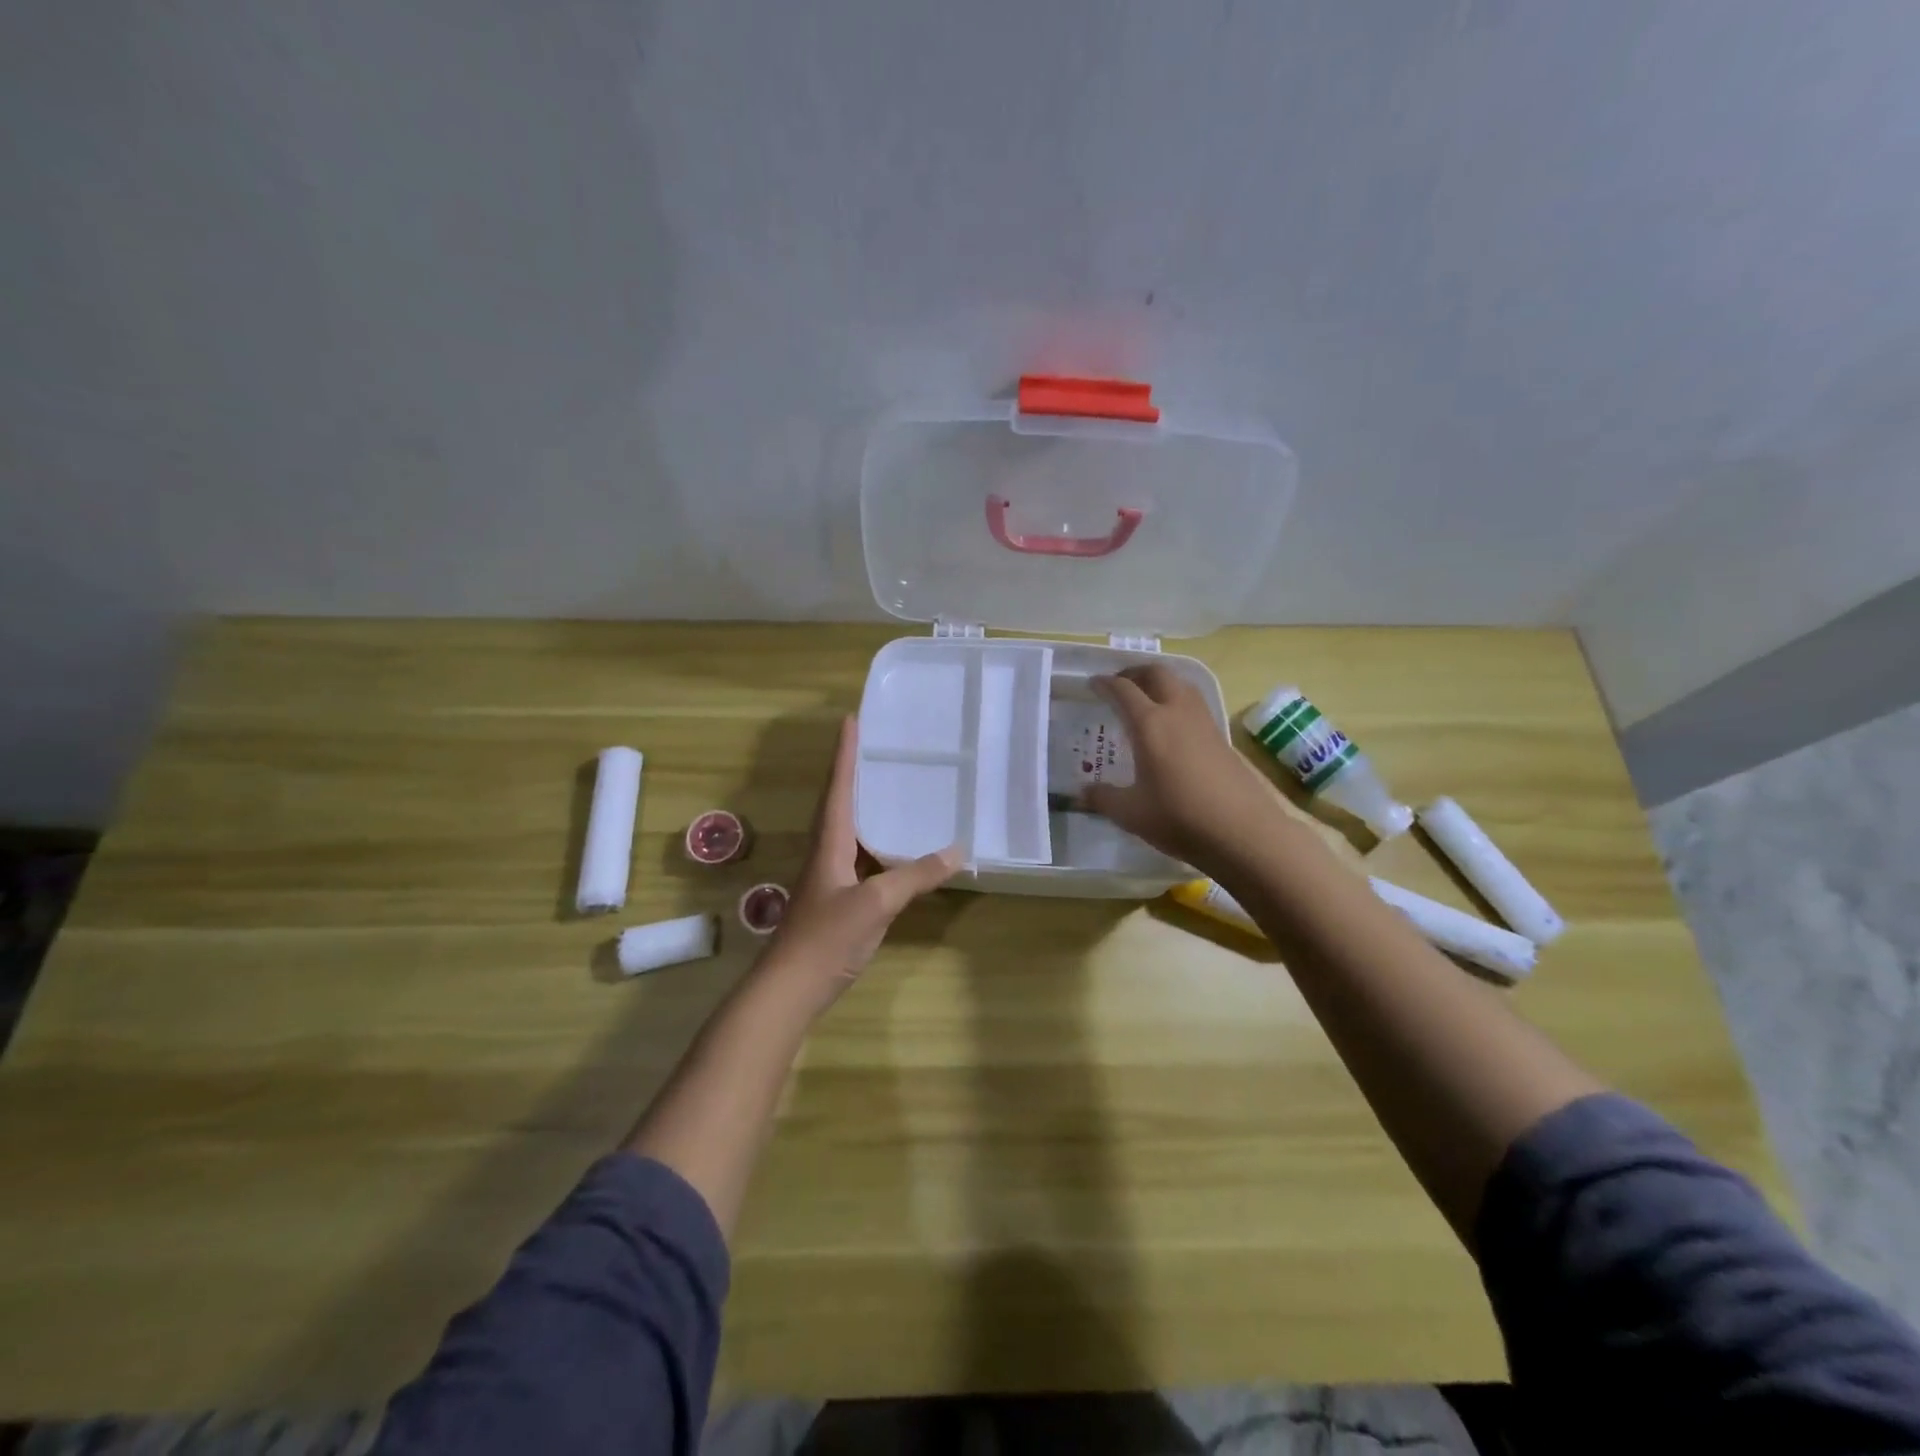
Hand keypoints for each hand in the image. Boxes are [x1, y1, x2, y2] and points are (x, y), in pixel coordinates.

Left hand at [763, 716, 958, 1006]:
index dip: (845, 753)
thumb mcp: (876, 903)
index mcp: (829, 842)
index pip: (839, 787)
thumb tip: (958, 850)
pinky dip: (878, 842)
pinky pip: (860, 856)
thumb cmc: (826, 937)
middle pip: (840, 802)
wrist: (790, 988)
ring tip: (890, 786)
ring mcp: (829, 877)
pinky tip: (896, 848)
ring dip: (864, 804)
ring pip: (849, 829)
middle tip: (877, 746)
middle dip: (854, 771)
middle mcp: (826, 852)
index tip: (851, 719)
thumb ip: (915, 876)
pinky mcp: (837, 899)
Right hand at [1084, 665, 1282, 868]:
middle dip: (1135, 672)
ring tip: (1145, 699)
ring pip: (1181, 684)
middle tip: (1119, 684)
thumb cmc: (1179, 818)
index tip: (1092, 684)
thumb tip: (1084, 792)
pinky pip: (1194, 704)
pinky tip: (1171, 726)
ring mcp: (1204, 723)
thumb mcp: (1131, 813)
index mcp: (1150, 724)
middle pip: (1157, 673)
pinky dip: (1177, 701)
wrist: (1242, 832)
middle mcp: (1177, 712)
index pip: (1123, 690)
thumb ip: (1103, 798)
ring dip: (1160, 682)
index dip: (1105, 683)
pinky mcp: (1221, 737)